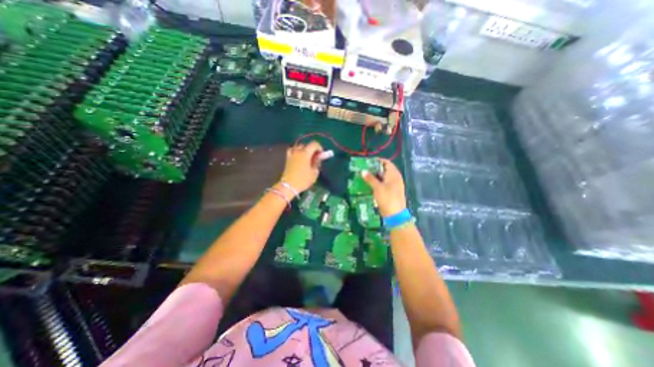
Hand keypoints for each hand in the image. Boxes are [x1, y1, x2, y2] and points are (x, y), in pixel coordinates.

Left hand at [279, 139, 322, 193]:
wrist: (289, 186)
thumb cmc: (303, 180)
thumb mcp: (314, 172)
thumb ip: (317, 163)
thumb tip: (318, 158)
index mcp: (305, 153)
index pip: (314, 144)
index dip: (319, 148)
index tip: (322, 155)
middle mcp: (297, 151)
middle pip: (306, 145)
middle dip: (312, 149)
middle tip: (315, 157)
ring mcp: (291, 154)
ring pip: (298, 147)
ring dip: (304, 150)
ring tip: (307, 157)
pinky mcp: (287, 159)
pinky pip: (292, 151)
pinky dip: (296, 152)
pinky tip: (299, 158)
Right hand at [362, 158, 404, 216]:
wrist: (395, 214)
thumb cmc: (387, 198)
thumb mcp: (377, 187)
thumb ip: (370, 178)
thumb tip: (363, 171)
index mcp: (394, 174)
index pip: (387, 163)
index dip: (378, 161)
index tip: (368, 161)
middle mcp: (394, 178)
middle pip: (384, 170)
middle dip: (374, 169)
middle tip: (363, 169)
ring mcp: (393, 185)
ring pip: (382, 178)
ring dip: (374, 177)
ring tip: (363, 177)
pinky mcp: (390, 192)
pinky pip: (382, 184)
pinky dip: (376, 183)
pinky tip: (368, 185)